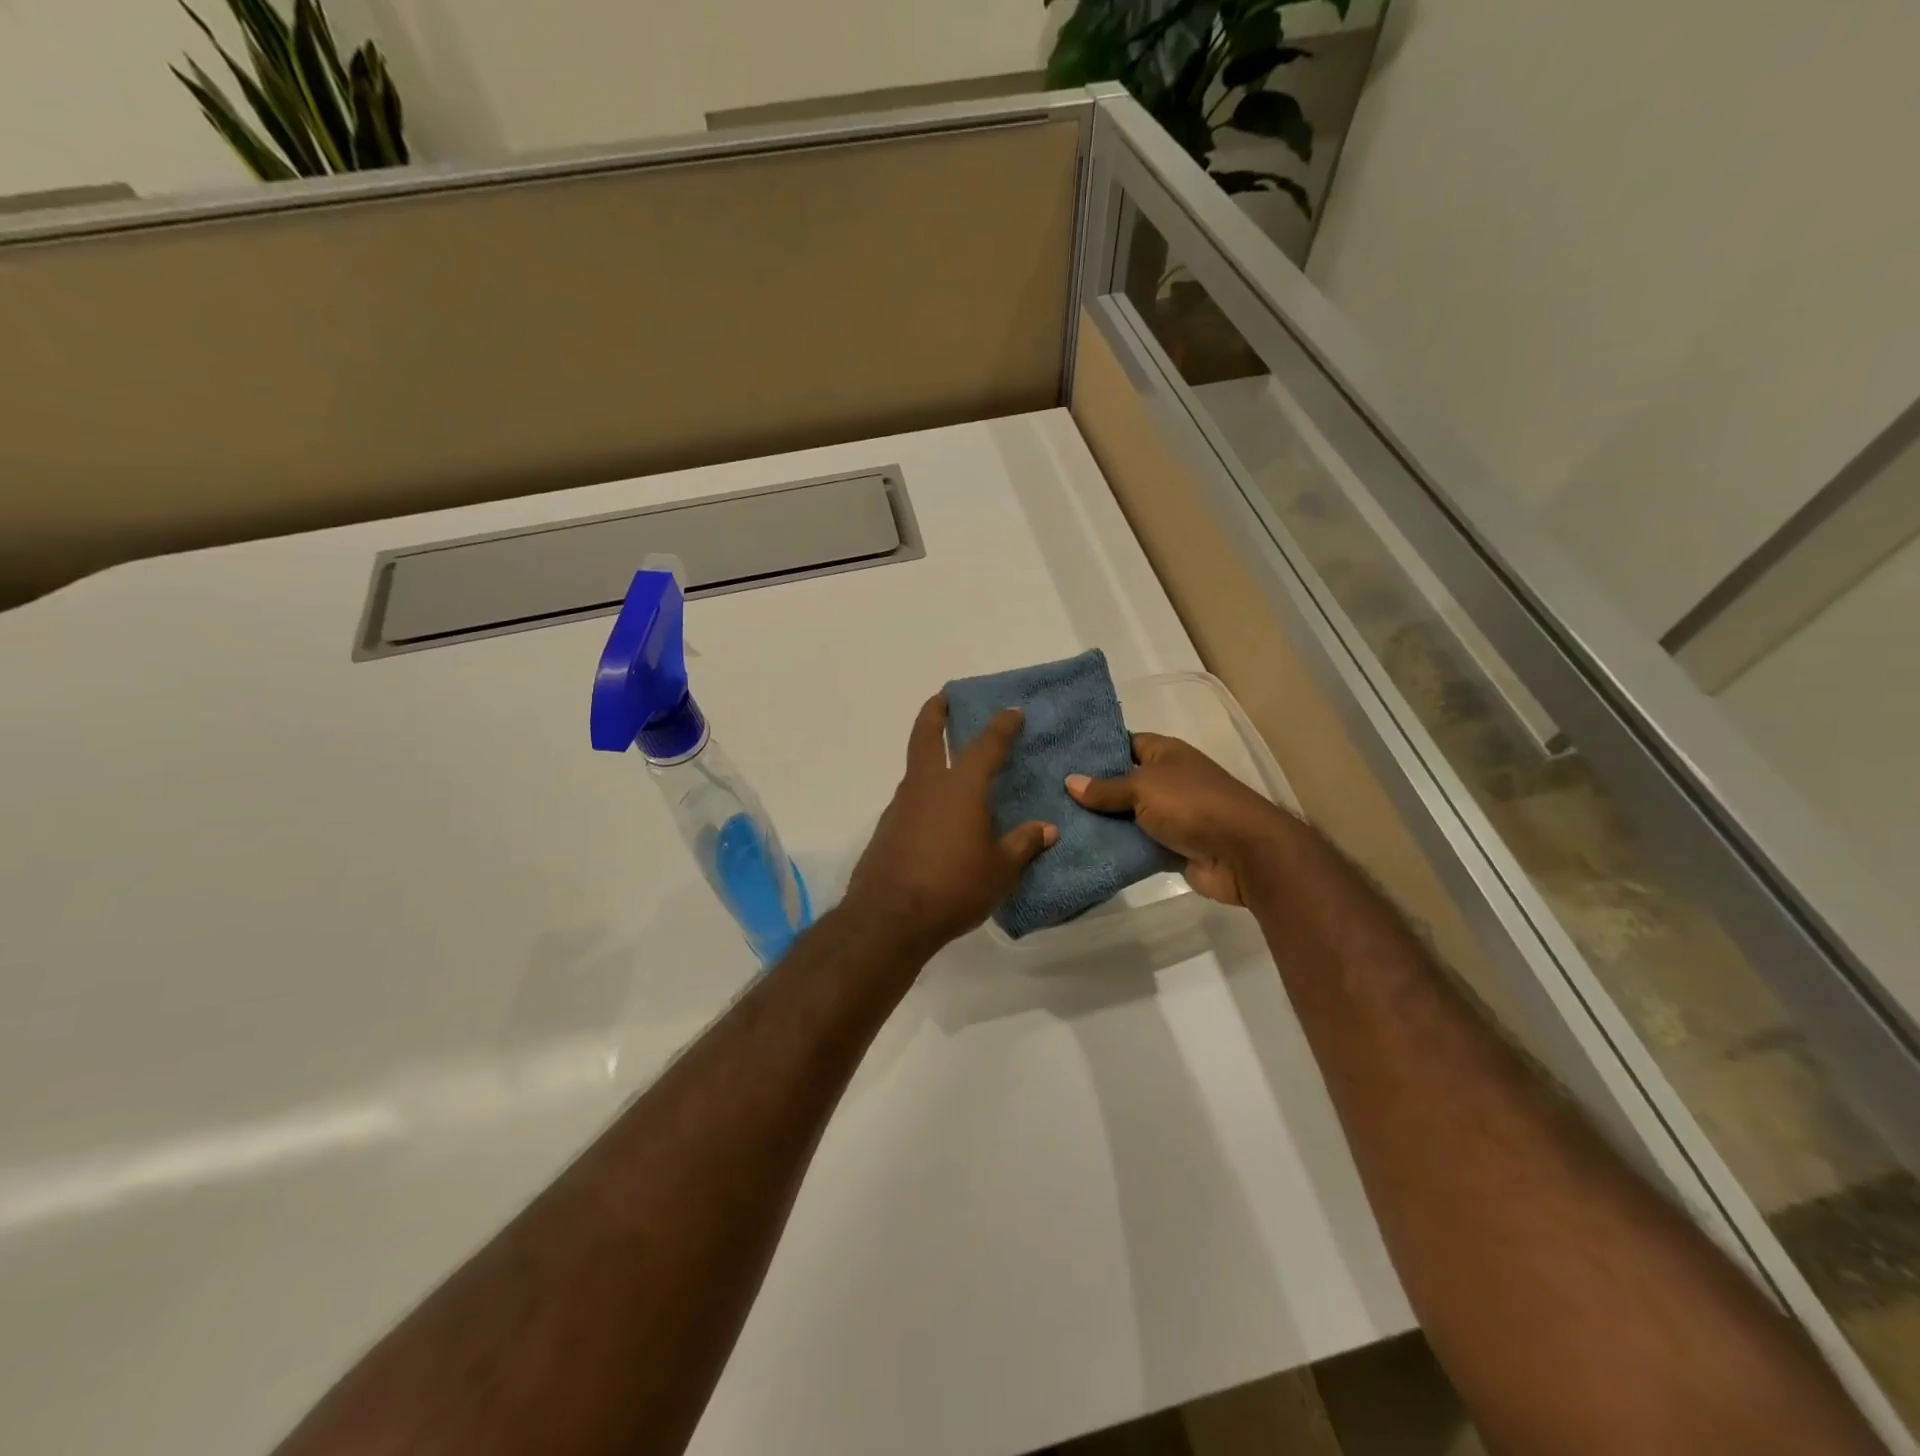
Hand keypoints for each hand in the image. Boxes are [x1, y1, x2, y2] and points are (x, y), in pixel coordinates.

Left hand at [844, 694, 1057, 956]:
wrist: (889, 918)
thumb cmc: (954, 888)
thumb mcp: (1000, 870)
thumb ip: (1023, 845)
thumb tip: (1047, 830)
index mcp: (961, 788)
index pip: (985, 745)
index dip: (1001, 726)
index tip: (1012, 711)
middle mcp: (927, 786)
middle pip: (926, 735)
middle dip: (936, 712)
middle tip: (944, 697)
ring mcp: (901, 805)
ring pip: (916, 768)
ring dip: (930, 756)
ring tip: (950, 765)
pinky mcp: (887, 828)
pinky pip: (910, 799)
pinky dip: (924, 794)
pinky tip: (937, 816)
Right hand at [1066, 732, 1291, 905]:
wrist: (1242, 852)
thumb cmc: (1192, 803)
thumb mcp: (1142, 787)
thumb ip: (1106, 788)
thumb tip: (1069, 782)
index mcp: (1165, 754)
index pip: (1125, 743)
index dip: (1096, 749)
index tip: (1061, 757)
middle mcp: (1167, 780)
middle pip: (1122, 782)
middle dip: (1091, 790)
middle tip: (1049, 794)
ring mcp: (1170, 815)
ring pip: (1126, 816)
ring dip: (1100, 823)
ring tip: (1057, 823)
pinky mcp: (1170, 846)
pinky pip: (1136, 844)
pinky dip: (1115, 848)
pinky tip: (1081, 849)